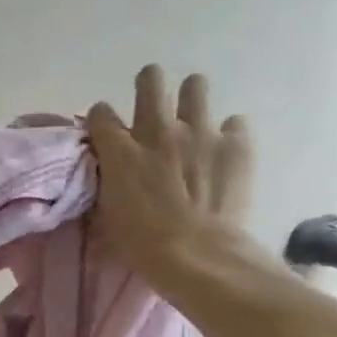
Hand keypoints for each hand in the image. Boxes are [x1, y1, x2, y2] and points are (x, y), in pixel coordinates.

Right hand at [85, 65, 254, 288]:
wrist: (199, 257)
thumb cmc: (143, 246)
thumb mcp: (107, 217)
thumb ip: (107, 186)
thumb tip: (107, 177)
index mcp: (120, 150)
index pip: (100, 113)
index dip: (102, 122)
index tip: (107, 135)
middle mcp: (157, 130)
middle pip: (150, 79)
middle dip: (149, 87)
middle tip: (152, 108)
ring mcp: (200, 132)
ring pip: (195, 86)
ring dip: (191, 100)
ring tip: (192, 122)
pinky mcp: (236, 144)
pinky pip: (235, 124)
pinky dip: (229, 135)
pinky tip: (226, 153)